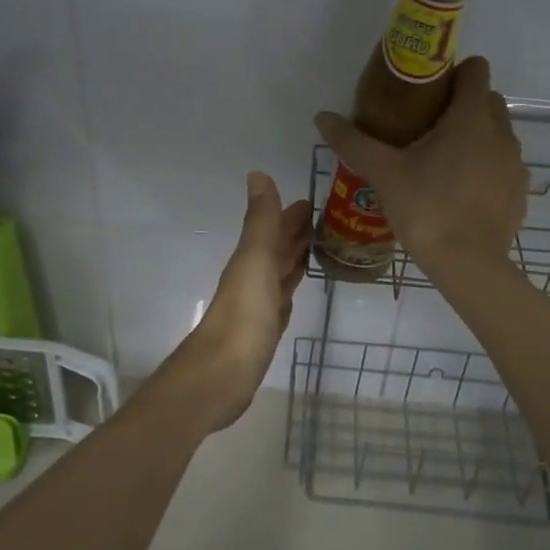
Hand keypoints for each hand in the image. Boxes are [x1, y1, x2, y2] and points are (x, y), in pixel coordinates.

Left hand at [166, 171, 310, 428]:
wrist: (221, 375)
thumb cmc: (244, 316)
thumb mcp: (255, 261)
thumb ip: (261, 221)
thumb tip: (258, 173)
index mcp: (251, 259)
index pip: (275, 229)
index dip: (292, 215)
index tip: (315, 202)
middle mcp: (253, 278)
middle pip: (278, 250)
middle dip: (297, 234)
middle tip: (327, 222)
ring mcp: (258, 306)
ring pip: (280, 274)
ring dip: (295, 259)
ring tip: (320, 249)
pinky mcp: (264, 332)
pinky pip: (280, 301)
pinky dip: (289, 289)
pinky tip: (295, 290)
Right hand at [314, 56, 525, 279]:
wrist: (468, 265)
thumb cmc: (426, 208)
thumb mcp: (383, 173)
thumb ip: (353, 141)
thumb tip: (322, 117)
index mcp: (471, 117)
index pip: (476, 69)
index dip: (453, 72)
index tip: (427, 90)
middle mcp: (501, 132)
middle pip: (488, 100)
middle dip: (462, 105)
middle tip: (427, 126)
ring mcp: (515, 163)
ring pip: (497, 133)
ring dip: (475, 137)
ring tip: (441, 162)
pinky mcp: (520, 191)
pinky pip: (503, 165)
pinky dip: (486, 167)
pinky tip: (460, 191)